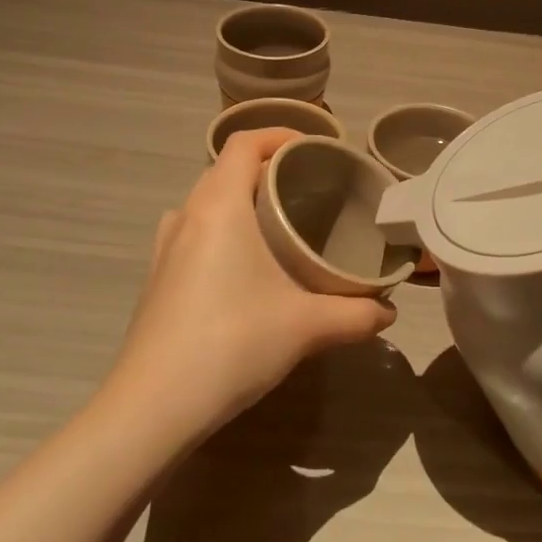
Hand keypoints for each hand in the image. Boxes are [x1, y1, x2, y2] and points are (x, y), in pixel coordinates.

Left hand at [108, 128, 396, 444]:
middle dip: (266, 169)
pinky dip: (220, 230)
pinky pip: (192, 232)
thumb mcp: (306, 326)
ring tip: (276, 224)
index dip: (279, 134)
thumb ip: (356, 314)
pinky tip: (243, 267)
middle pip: (224, 169)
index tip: (315, 148)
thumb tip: (389, 312)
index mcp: (219, 207)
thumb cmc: (232, 344)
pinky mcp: (156, 279)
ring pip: (205, 202)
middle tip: (308, 189)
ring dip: (238, 200)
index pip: (243, 143)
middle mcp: (186, 217)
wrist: (153, 407)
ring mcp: (164, 249)